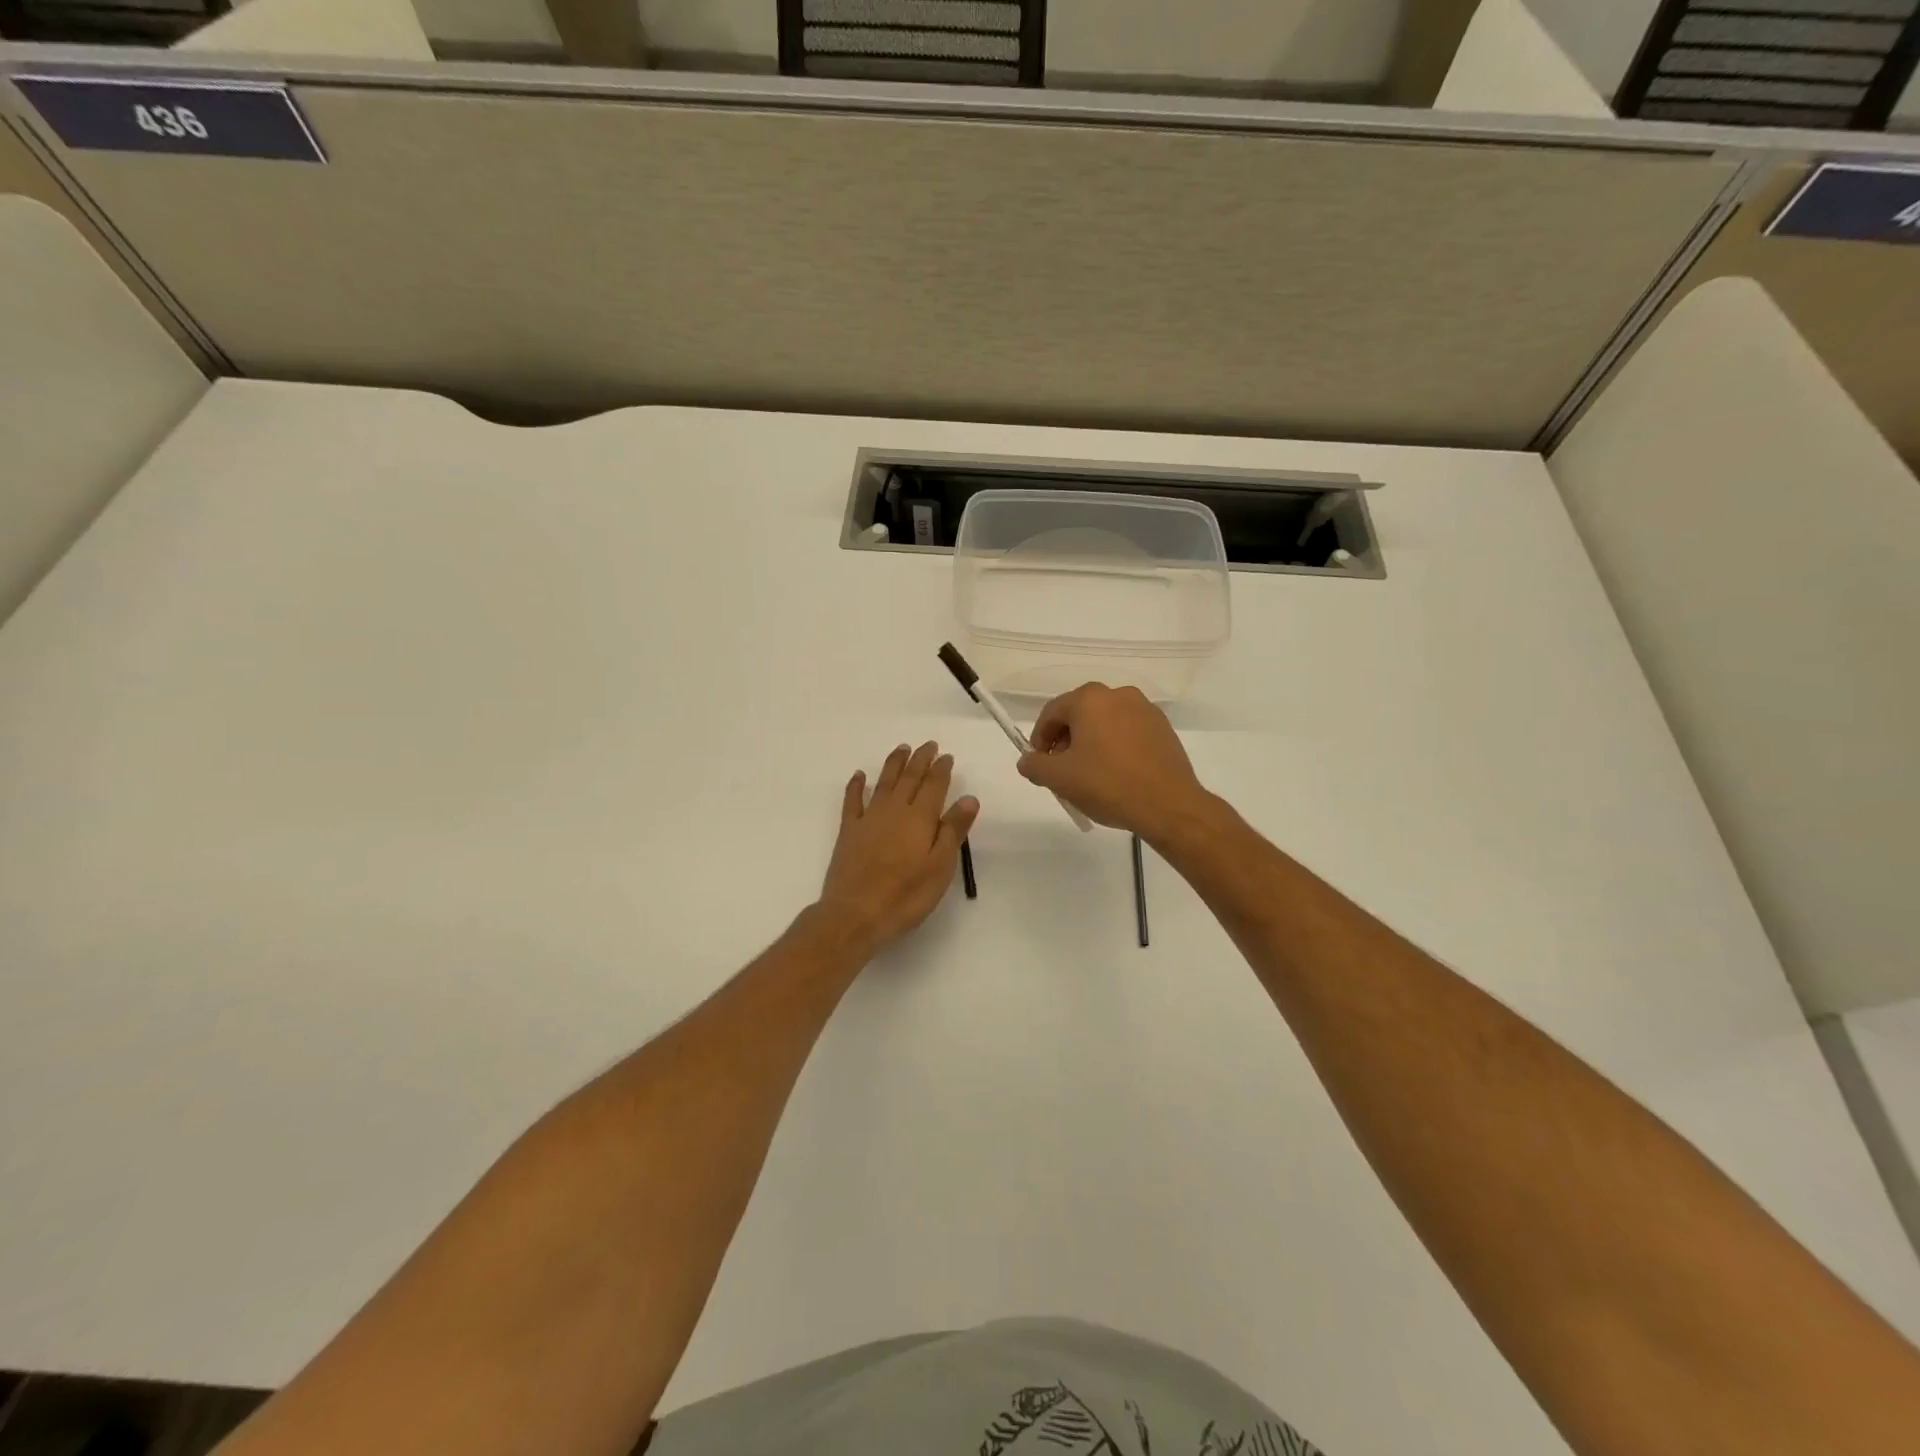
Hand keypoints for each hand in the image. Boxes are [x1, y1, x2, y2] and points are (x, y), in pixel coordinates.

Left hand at [817, 741, 979, 954]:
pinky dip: (856, 785)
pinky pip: (852, 800)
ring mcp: (869, 818)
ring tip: (902, 749)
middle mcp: (894, 810)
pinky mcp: (849, 831)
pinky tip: (859, 775)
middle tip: (928, 745)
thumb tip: (969, 797)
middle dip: (920, 759)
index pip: (934, 785)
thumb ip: (953, 830)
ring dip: (894, 764)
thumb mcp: (940, 867)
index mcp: (920, 818)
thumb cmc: (906, 895)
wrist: (855, 913)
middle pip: (909, 777)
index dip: (941, 769)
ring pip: (883, 782)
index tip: (947, 756)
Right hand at [1017, 683, 1210, 840]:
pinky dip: (1115, 747)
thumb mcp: (1059, 778)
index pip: (1052, 713)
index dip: (1039, 739)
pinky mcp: (1163, 728)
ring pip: (1105, 722)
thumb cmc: (1107, 785)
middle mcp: (1118, 695)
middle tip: (1063, 770)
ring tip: (1090, 775)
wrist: (1168, 805)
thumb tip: (1027, 761)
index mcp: (1089, 699)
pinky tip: (1116, 774)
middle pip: (1079, 714)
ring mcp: (1145, 710)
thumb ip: (1034, 765)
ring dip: (1091, 743)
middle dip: (1066, 741)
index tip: (1039, 764)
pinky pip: (1128, 732)